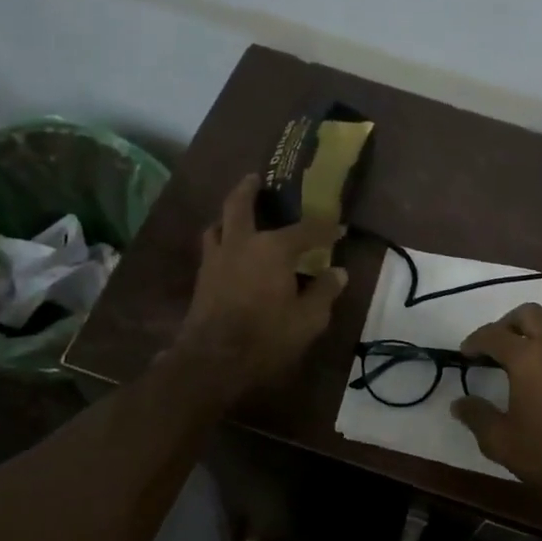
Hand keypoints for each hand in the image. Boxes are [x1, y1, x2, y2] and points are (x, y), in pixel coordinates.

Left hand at [171, 175, 347, 401]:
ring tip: (238, 215)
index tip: (340, 228)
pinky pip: (211, 247)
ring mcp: (216, 259)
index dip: (326, 229)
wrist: (212, 362)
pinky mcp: (202, 278)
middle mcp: (241, 243)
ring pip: (218, 224)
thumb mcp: (308, 320)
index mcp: (273, 249)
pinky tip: (230, 251)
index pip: (306, 230)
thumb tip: (338, 273)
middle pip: (239, 204)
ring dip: (228, 215)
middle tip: (257, 179)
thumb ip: (324, 292)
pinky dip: (222, 240)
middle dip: (250, 189)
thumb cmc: (266, 338)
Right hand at [450, 300, 541, 498]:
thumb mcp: (500, 441)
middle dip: (508, 324)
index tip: (467, 352)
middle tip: (500, 344)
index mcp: (525, 356)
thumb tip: (458, 403)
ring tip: (538, 338)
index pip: (493, 335)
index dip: (475, 340)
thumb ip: (477, 416)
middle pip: (527, 313)